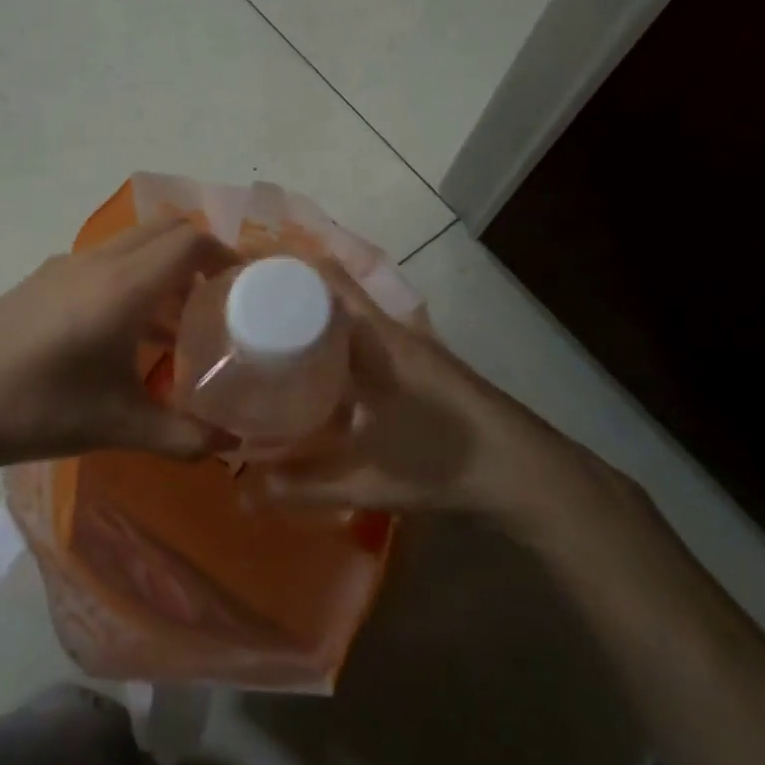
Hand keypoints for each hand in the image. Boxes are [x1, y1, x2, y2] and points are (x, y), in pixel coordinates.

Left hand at [0, 218, 240, 470]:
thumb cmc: (38, 410)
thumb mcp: (118, 426)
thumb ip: (182, 435)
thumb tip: (230, 445)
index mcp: (122, 287)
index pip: (189, 241)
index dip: (224, 255)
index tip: (243, 286)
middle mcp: (97, 262)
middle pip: (164, 228)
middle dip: (198, 252)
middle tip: (215, 298)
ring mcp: (64, 266)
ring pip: (131, 243)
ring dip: (161, 266)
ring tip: (173, 322)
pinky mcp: (41, 278)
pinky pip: (102, 260)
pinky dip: (129, 276)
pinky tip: (119, 331)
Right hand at [257, 262, 585, 538]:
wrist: (524, 470)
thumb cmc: (443, 461)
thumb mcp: (367, 480)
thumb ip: (303, 485)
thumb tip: (243, 493)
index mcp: (374, 339)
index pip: (325, 279)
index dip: (282, 271)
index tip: (240, 281)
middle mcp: (389, 329)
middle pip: (331, 291)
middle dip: (287, 295)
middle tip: (242, 313)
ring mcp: (408, 344)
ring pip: (349, 312)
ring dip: (313, 316)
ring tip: (269, 337)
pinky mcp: (419, 361)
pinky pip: (365, 334)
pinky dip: (335, 339)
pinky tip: (319, 372)